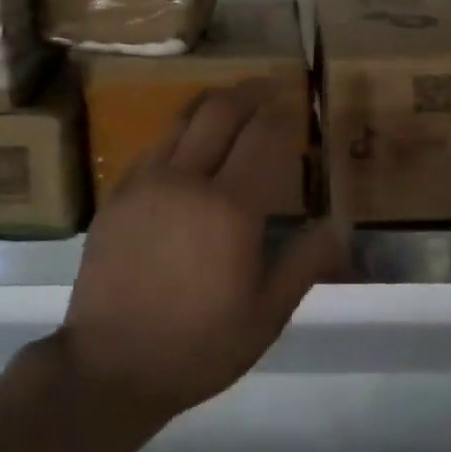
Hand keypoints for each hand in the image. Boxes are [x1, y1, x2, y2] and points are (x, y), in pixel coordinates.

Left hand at [60, 80, 349, 422]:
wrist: (109, 367)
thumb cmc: (198, 346)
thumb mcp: (266, 315)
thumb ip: (305, 262)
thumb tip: (342, 224)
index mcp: (229, 207)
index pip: (261, 136)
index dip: (280, 111)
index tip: (295, 99)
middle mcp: (185, 180)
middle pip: (219, 111)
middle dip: (249, 90)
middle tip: (269, 84)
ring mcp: (145, 183)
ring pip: (181, 120)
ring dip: (212, 103)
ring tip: (232, 103)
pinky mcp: (117, 196)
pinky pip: (154, 147)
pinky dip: (179, 133)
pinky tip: (189, 146)